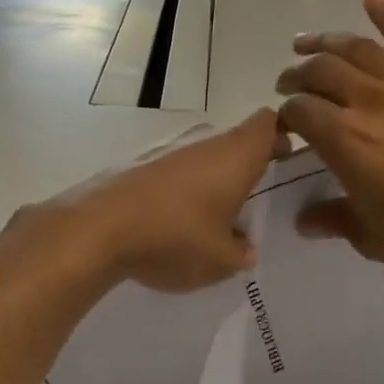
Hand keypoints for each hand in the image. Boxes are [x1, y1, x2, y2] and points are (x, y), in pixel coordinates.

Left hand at [37, 109, 281, 292]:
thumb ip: (241, 254)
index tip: (287, 158)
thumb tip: (245, 249)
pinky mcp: (138, 166)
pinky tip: (174, 223)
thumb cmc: (174, 238)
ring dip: (213, 180)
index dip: (282, 134)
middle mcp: (204, 144)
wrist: (96, 230)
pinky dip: (182, 190)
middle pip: (236, 141)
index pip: (268, 122)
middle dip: (248, 165)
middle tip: (253, 199)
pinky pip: (174, 172)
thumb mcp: (220, 261)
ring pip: (203, 157)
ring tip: (213, 219)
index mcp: (235, 156)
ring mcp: (168, 151)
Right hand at [275, 0, 383, 288]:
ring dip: (327, 41)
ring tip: (309, 42)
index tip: (283, 125)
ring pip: (359, 49)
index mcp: (344, 141)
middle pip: (321, 72)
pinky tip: (373, 1)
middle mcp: (370, 102)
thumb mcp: (373, 238)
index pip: (299, 112)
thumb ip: (334, 220)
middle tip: (288, 82)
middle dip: (297, 75)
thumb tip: (304, 220)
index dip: (285, 115)